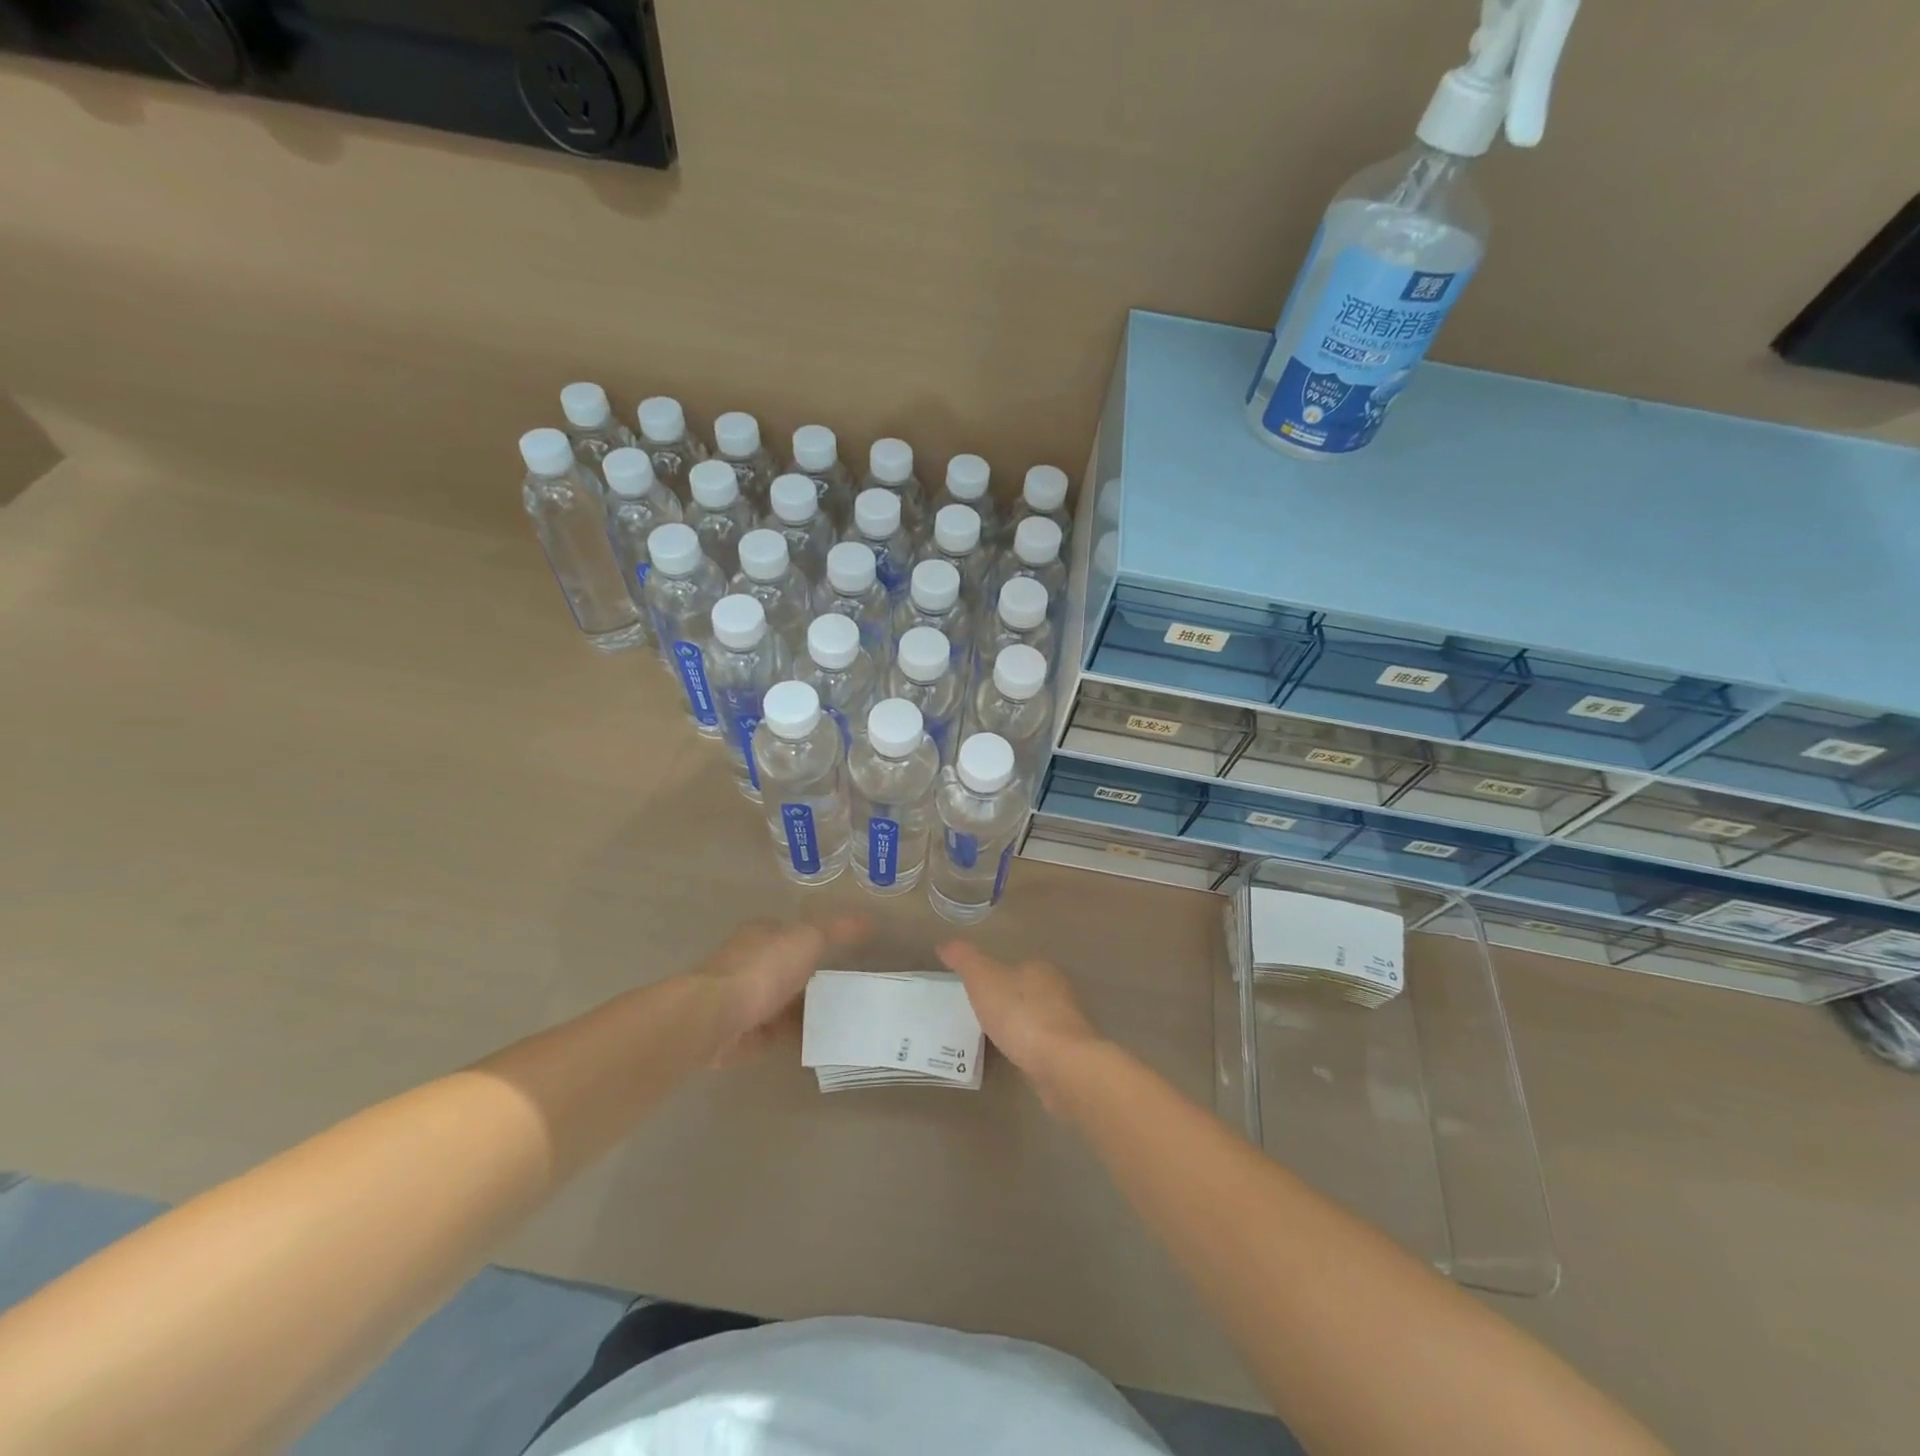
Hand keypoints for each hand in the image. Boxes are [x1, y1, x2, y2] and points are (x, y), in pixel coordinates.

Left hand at [692, 917, 866, 1065]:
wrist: (716, 1017)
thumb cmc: (762, 969)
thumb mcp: (808, 939)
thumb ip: (837, 931)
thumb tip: (869, 920)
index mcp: (761, 935)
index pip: (790, 933)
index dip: (815, 940)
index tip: (842, 954)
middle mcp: (749, 964)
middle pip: (787, 969)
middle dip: (812, 978)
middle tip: (849, 990)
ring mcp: (744, 1000)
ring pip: (782, 1003)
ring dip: (804, 1010)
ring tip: (843, 1019)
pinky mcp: (743, 1034)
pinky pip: (777, 1034)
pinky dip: (795, 1036)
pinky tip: (820, 1042)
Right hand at [936, 941, 1103, 1098]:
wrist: (1061, 1064)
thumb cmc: (1020, 1015)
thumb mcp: (983, 979)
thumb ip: (965, 959)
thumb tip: (944, 943)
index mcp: (1040, 969)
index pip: (1016, 966)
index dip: (995, 976)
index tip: (976, 990)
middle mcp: (1058, 991)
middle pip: (1028, 991)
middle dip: (1007, 1001)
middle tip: (980, 1015)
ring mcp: (1067, 1024)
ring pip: (1036, 1019)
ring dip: (1019, 1026)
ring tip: (992, 1039)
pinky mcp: (1069, 1053)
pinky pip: (1042, 1045)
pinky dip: (1028, 1048)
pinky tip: (1014, 1058)